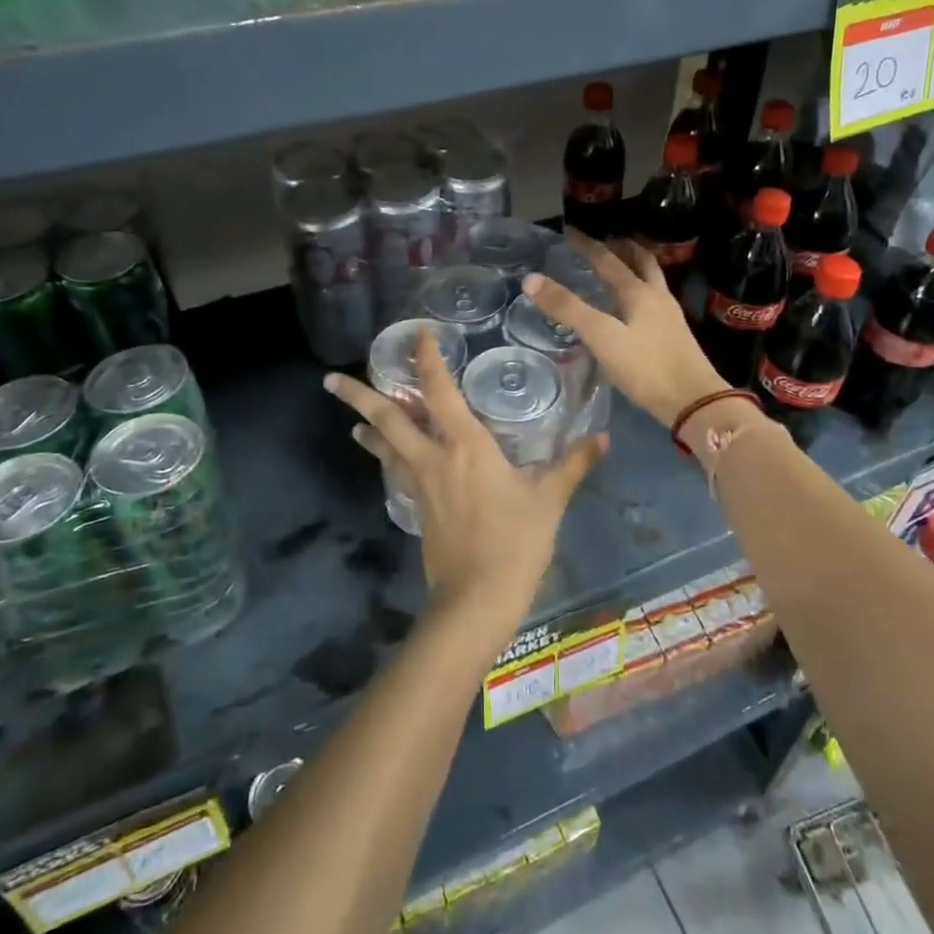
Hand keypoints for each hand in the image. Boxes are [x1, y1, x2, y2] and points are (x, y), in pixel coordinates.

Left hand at [323, 332, 605, 628]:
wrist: (477, 599)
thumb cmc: (515, 542)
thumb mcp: (549, 500)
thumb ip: (574, 464)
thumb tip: (603, 438)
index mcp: (465, 446)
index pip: (439, 391)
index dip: (427, 359)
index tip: (418, 335)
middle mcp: (433, 457)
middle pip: (387, 419)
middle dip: (358, 395)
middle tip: (330, 379)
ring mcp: (419, 484)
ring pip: (385, 446)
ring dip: (367, 426)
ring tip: (352, 417)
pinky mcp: (416, 508)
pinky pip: (395, 471)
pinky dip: (386, 457)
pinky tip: (386, 457)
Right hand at [524, 234, 726, 426]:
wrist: (694, 401)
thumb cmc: (645, 367)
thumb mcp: (601, 336)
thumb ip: (567, 308)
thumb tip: (530, 279)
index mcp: (639, 292)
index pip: (608, 260)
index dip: (587, 245)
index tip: (570, 232)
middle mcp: (657, 297)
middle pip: (641, 262)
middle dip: (622, 248)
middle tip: (605, 241)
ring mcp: (670, 317)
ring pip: (652, 281)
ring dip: (636, 268)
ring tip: (621, 268)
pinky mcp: (675, 337)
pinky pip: (655, 302)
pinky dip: (641, 293)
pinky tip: (634, 309)